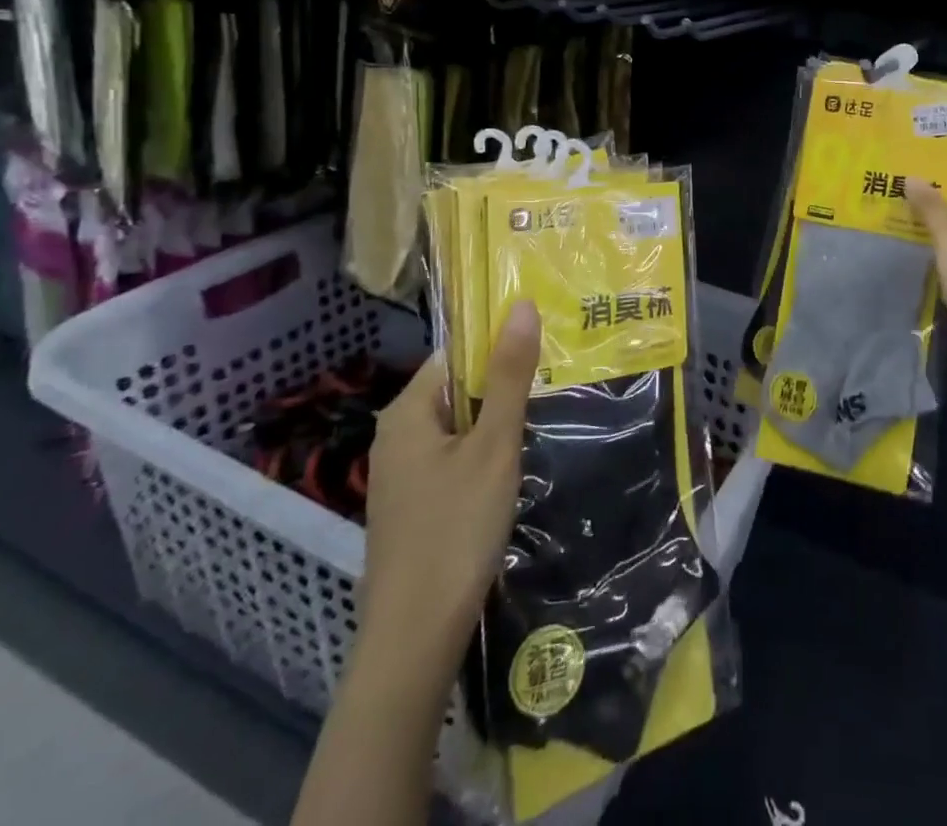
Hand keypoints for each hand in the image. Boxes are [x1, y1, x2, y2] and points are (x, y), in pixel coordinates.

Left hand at [360, 299, 541, 652]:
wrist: (414, 640)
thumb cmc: (456, 530)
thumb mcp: (494, 445)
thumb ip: (510, 376)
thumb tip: (523, 305)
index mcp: (406, 411)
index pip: (456, 355)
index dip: (498, 349)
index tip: (542, 355)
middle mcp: (395, 436)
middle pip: (457, 390)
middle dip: (501, 391)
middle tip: (550, 392)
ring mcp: (400, 475)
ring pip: (457, 428)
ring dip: (494, 427)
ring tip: (537, 429)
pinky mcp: (411, 507)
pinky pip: (451, 460)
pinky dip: (480, 458)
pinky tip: (508, 475)